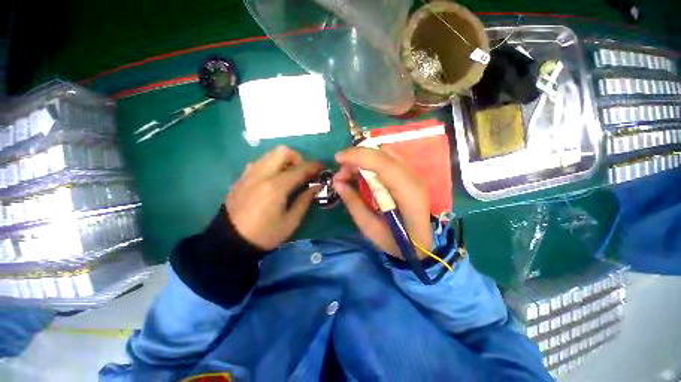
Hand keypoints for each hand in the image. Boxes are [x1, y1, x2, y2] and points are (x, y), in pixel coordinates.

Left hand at [226, 146, 321, 249]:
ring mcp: (249, 174)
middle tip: (302, 172)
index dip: (314, 166)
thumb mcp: (291, 221)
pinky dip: (271, 165)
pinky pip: (259, 162)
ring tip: (289, 175)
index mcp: (276, 187)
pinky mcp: (241, 178)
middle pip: (282, 151)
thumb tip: (316, 186)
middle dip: (297, 158)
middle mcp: (261, 174)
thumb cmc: (265, 234)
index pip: (300, 169)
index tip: (322, 167)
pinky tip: (273, 179)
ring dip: (283, 160)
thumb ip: (305, 200)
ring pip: (269, 154)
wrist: (230, 242)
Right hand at [333, 147, 431, 258]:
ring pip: (385, 153)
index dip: (358, 156)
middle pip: (383, 154)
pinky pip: (387, 159)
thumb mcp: (370, 228)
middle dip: (357, 157)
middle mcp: (413, 178)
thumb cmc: (396, 242)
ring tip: (349, 173)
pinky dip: (370, 161)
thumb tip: (337, 182)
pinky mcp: (408, 175)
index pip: (382, 163)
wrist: (420, 245)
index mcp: (407, 193)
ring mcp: (413, 175)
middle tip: (341, 173)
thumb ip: (353, 203)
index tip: (337, 159)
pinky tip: (361, 172)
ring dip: (363, 158)